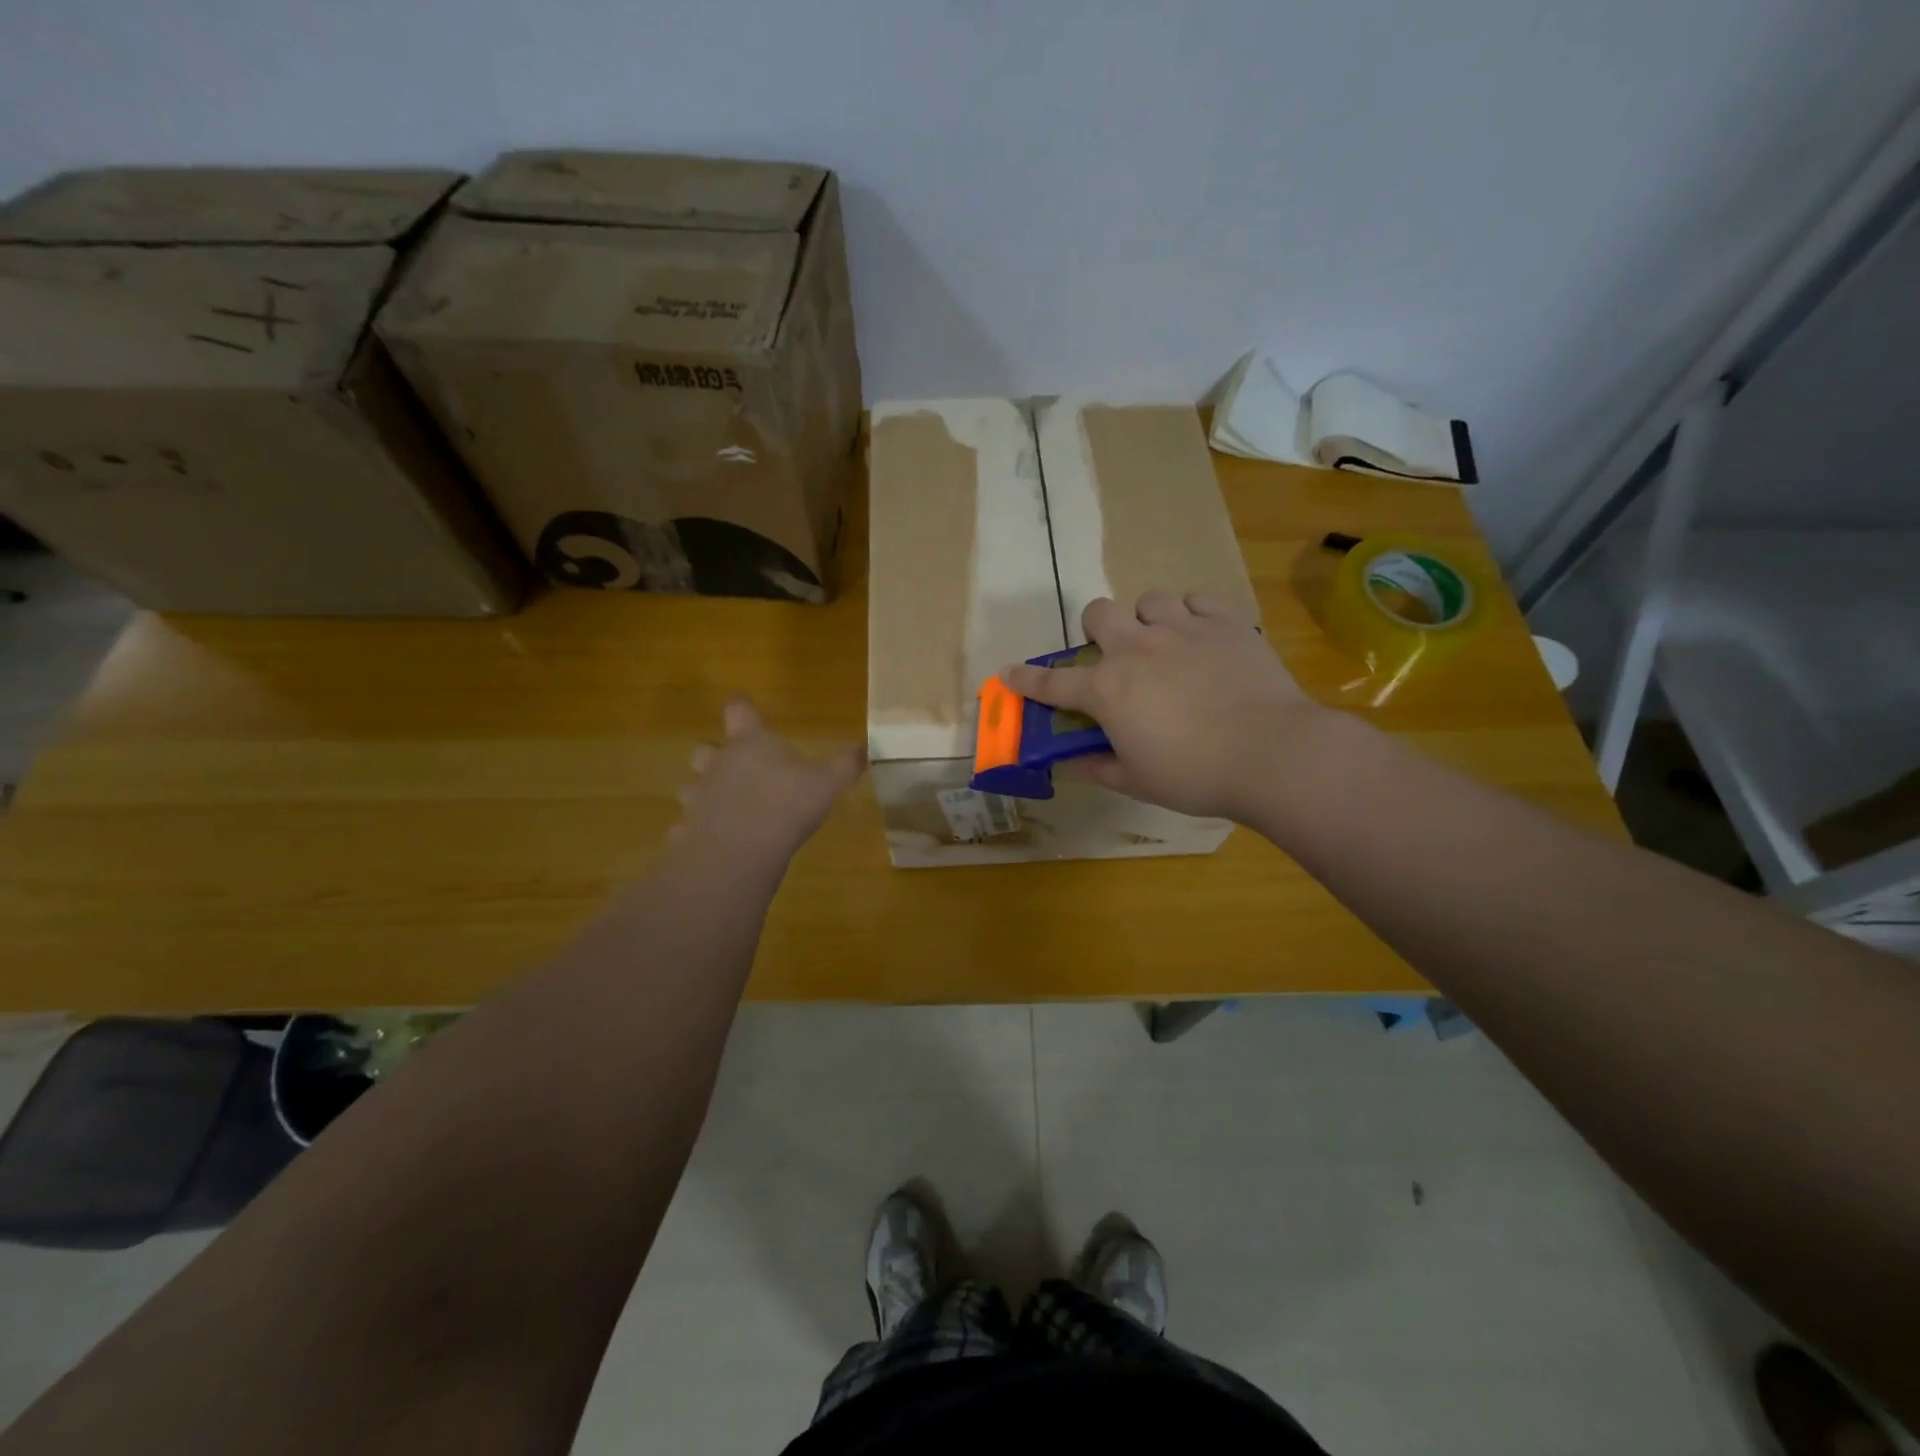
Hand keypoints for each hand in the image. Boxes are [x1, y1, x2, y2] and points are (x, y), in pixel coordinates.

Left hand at [671, 698, 864, 863]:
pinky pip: (688, 826)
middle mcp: (719, 763)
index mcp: (751, 743)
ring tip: (722, 807)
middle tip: (731, 766)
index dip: (741, 706)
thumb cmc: (787, 804)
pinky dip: (697, 831)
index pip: (739, 711)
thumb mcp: (827, 784)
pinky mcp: (688, 828)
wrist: (740, 848)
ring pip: (692, 787)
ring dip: (703, 793)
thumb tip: (865, 747)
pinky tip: (712, 842)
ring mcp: (699, 795)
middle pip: (705, 749)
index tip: (741, 704)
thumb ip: (845, 765)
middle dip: (714, 755)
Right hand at [1001, 591, 1323, 820]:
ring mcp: (1182, 629)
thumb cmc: (1194, 774)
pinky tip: (1202, 639)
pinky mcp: (1225, 622)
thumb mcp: (1137, 782)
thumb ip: (1097, 768)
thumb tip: (1069, 766)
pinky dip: (1193, 616)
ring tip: (1165, 645)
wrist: (1271, 753)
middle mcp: (1136, 649)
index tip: (1008, 673)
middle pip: (1098, 614)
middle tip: (1115, 657)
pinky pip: (1198, 600)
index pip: (1053, 682)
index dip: (1026, 678)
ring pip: (1149, 600)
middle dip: (1097, 631)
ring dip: (1147, 620)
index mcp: (1108, 689)